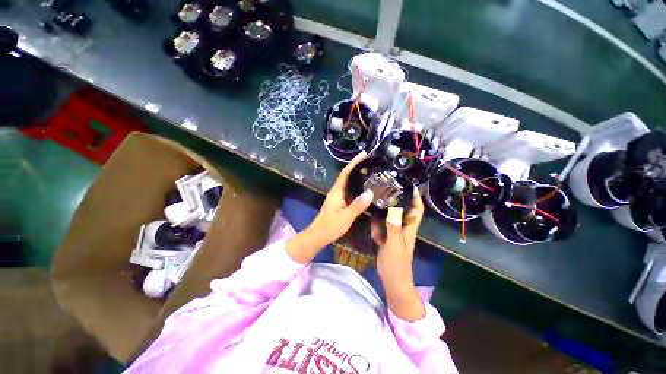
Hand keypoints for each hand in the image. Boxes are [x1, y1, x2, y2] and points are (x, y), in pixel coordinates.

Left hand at [286, 152, 373, 263]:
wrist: (318, 235)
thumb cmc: (330, 226)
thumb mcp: (346, 217)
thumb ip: (357, 205)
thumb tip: (370, 192)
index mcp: (337, 191)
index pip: (345, 173)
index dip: (354, 162)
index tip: (364, 154)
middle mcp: (336, 191)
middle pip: (347, 175)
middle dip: (357, 166)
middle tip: (371, 161)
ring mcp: (337, 196)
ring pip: (348, 182)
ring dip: (357, 175)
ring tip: (370, 171)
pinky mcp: (339, 202)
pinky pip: (349, 189)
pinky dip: (356, 185)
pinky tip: (364, 187)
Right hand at [371, 191, 425, 320]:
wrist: (393, 282)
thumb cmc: (397, 265)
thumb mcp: (394, 245)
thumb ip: (393, 227)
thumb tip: (393, 209)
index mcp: (409, 230)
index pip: (416, 211)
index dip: (416, 198)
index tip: (410, 186)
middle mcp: (403, 229)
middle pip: (403, 212)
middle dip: (398, 200)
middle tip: (389, 188)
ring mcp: (394, 235)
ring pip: (391, 219)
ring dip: (386, 210)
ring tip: (378, 198)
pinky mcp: (386, 240)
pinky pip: (382, 228)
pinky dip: (378, 223)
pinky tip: (371, 216)